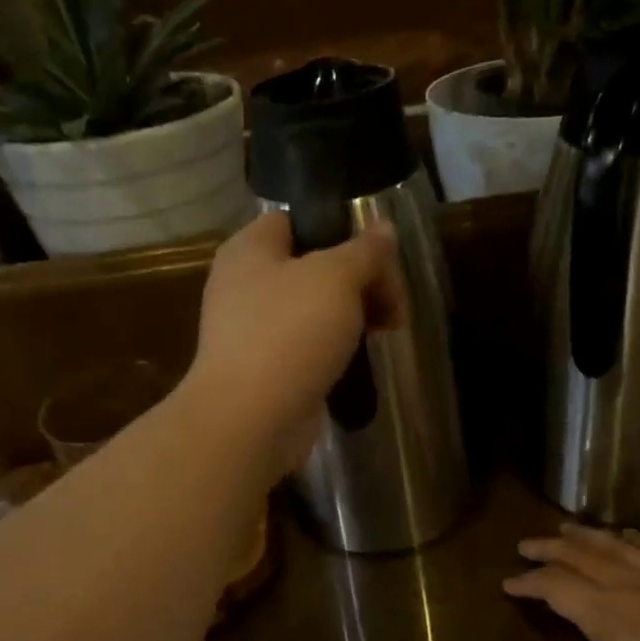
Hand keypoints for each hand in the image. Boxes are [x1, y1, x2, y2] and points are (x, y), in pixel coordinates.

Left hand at [186, 212, 403, 472]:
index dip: (339, 230)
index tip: (378, 255)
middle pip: (312, 266)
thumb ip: (364, 251)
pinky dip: (334, 349)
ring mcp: (253, 330)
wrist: (251, 419)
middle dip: (360, 280)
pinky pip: (307, 345)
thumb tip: (384, 229)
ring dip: (352, 316)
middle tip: (394, 302)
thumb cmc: (289, 333)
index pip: (296, 221)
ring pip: (313, 308)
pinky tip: (359, 359)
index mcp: (250, 249)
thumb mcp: (337, 278)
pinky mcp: (266, 368)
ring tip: (387, 330)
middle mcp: (245, 284)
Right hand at [505, 525, 639, 640]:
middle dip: (548, 549)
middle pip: (580, 557)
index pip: (557, 588)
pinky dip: (632, 537)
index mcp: (609, 618)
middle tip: (524, 545)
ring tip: (563, 528)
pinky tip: (625, 533)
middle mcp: (630, 587)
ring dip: (584, 536)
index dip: (529, 582)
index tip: (508, 582)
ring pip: (613, 546)